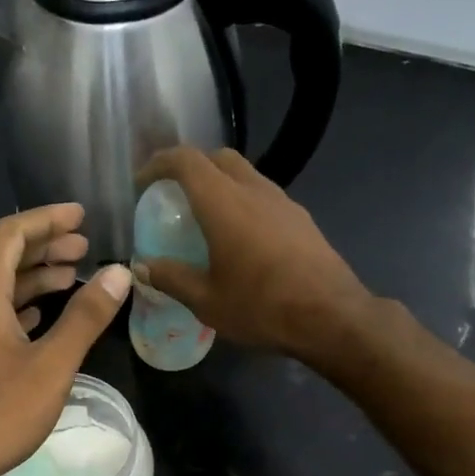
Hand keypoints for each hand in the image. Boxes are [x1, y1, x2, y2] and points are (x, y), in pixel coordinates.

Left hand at [0, 204, 130, 475]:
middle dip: (45, 247)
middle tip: (85, 247)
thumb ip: (86, 317)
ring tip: (73, 276)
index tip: (81, 215)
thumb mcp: (52, 363)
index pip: (11, 234)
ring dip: (34, 278)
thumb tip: (120, 274)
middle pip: (3, 257)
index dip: (47, 219)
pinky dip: (20, 306)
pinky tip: (41, 317)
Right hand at [136, 146, 369, 362]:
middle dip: (191, 168)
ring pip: (245, 174)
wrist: (331, 317)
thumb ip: (171, 278)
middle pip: (218, 158)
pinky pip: (263, 196)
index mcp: (224, 204)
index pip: (186, 161)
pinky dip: (243, 202)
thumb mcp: (206, 301)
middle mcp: (254, 191)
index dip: (159, 164)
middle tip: (173, 196)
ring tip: (205, 217)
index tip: (143, 184)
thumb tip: (143, 266)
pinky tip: (240, 237)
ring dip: (220, 184)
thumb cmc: (262, 307)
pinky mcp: (301, 219)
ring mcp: (283, 202)